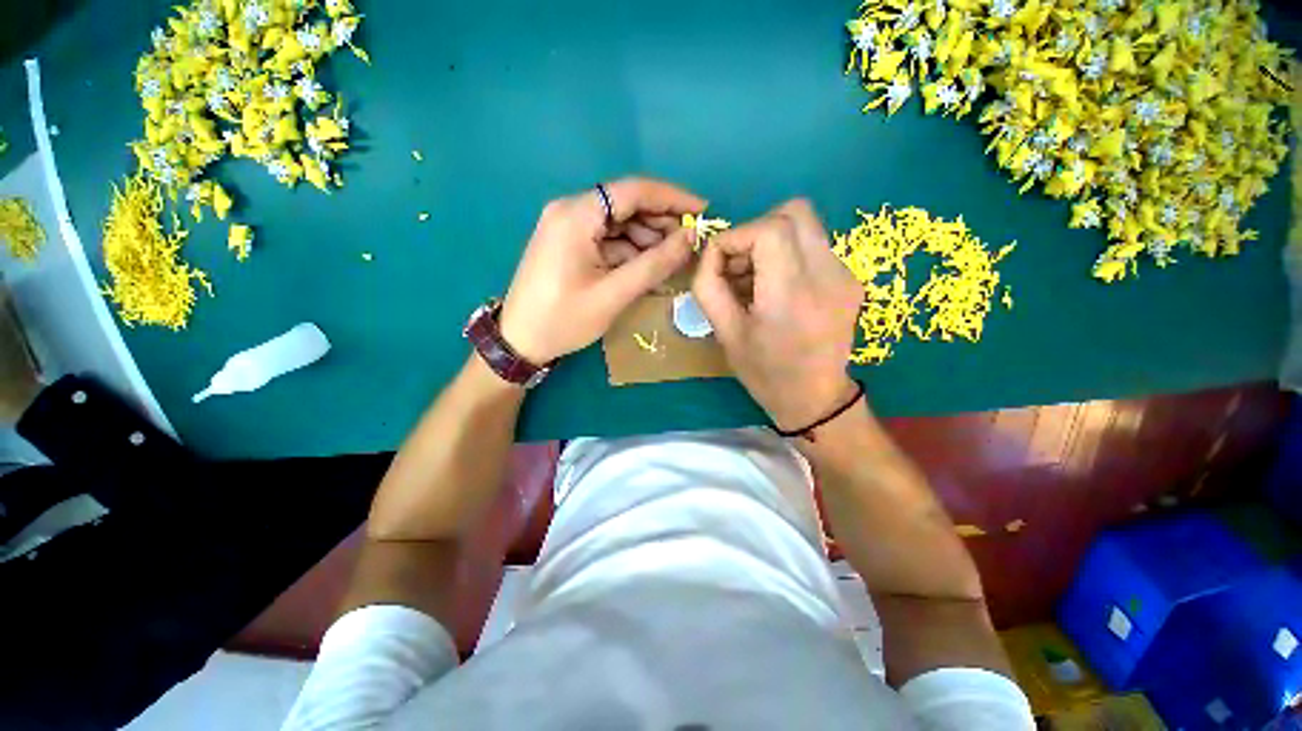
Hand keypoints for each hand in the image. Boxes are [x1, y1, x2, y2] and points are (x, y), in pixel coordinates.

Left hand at [500, 178, 705, 363]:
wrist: (520, 341)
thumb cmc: (564, 319)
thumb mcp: (614, 294)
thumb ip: (655, 264)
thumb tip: (690, 237)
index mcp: (577, 215)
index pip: (634, 190)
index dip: (672, 198)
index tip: (703, 211)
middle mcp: (570, 210)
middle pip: (626, 204)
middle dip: (661, 221)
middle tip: (689, 244)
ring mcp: (568, 226)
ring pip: (619, 222)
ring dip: (647, 238)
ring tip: (672, 260)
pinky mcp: (569, 243)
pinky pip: (607, 238)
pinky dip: (630, 250)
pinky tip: (647, 266)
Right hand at [692, 199, 864, 430]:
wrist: (815, 398)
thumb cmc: (764, 372)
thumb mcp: (725, 333)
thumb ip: (708, 286)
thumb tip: (710, 253)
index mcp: (792, 295)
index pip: (769, 230)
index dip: (736, 236)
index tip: (719, 260)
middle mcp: (828, 276)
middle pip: (794, 212)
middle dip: (756, 230)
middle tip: (739, 264)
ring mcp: (846, 275)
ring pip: (806, 225)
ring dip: (772, 240)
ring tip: (755, 277)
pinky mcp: (851, 279)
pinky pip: (814, 245)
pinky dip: (788, 253)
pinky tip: (777, 285)